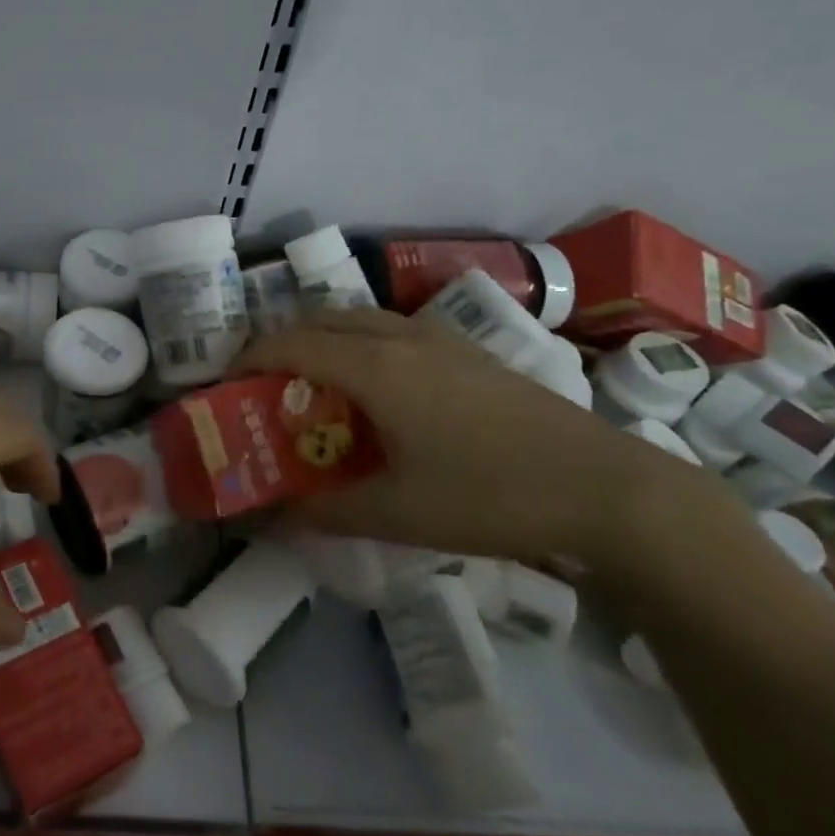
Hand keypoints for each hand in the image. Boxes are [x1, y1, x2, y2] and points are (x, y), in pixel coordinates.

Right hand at [234, 307, 736, 572]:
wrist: (608, 489)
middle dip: (282, 343)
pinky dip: (362, 345)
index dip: (249, 359)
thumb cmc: (491, 496)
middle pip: (321, 320)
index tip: (226, 385)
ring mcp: (442, 340)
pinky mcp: (471, 353)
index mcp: (375, 367)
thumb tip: (269, 516)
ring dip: (324, 340)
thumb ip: (322, 510)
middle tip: (265, 385)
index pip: (291, 345)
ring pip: (361, 320)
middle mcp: (401, 338)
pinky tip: (378, 390)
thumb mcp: (395, 513)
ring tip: (314, 383)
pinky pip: (394, 331)